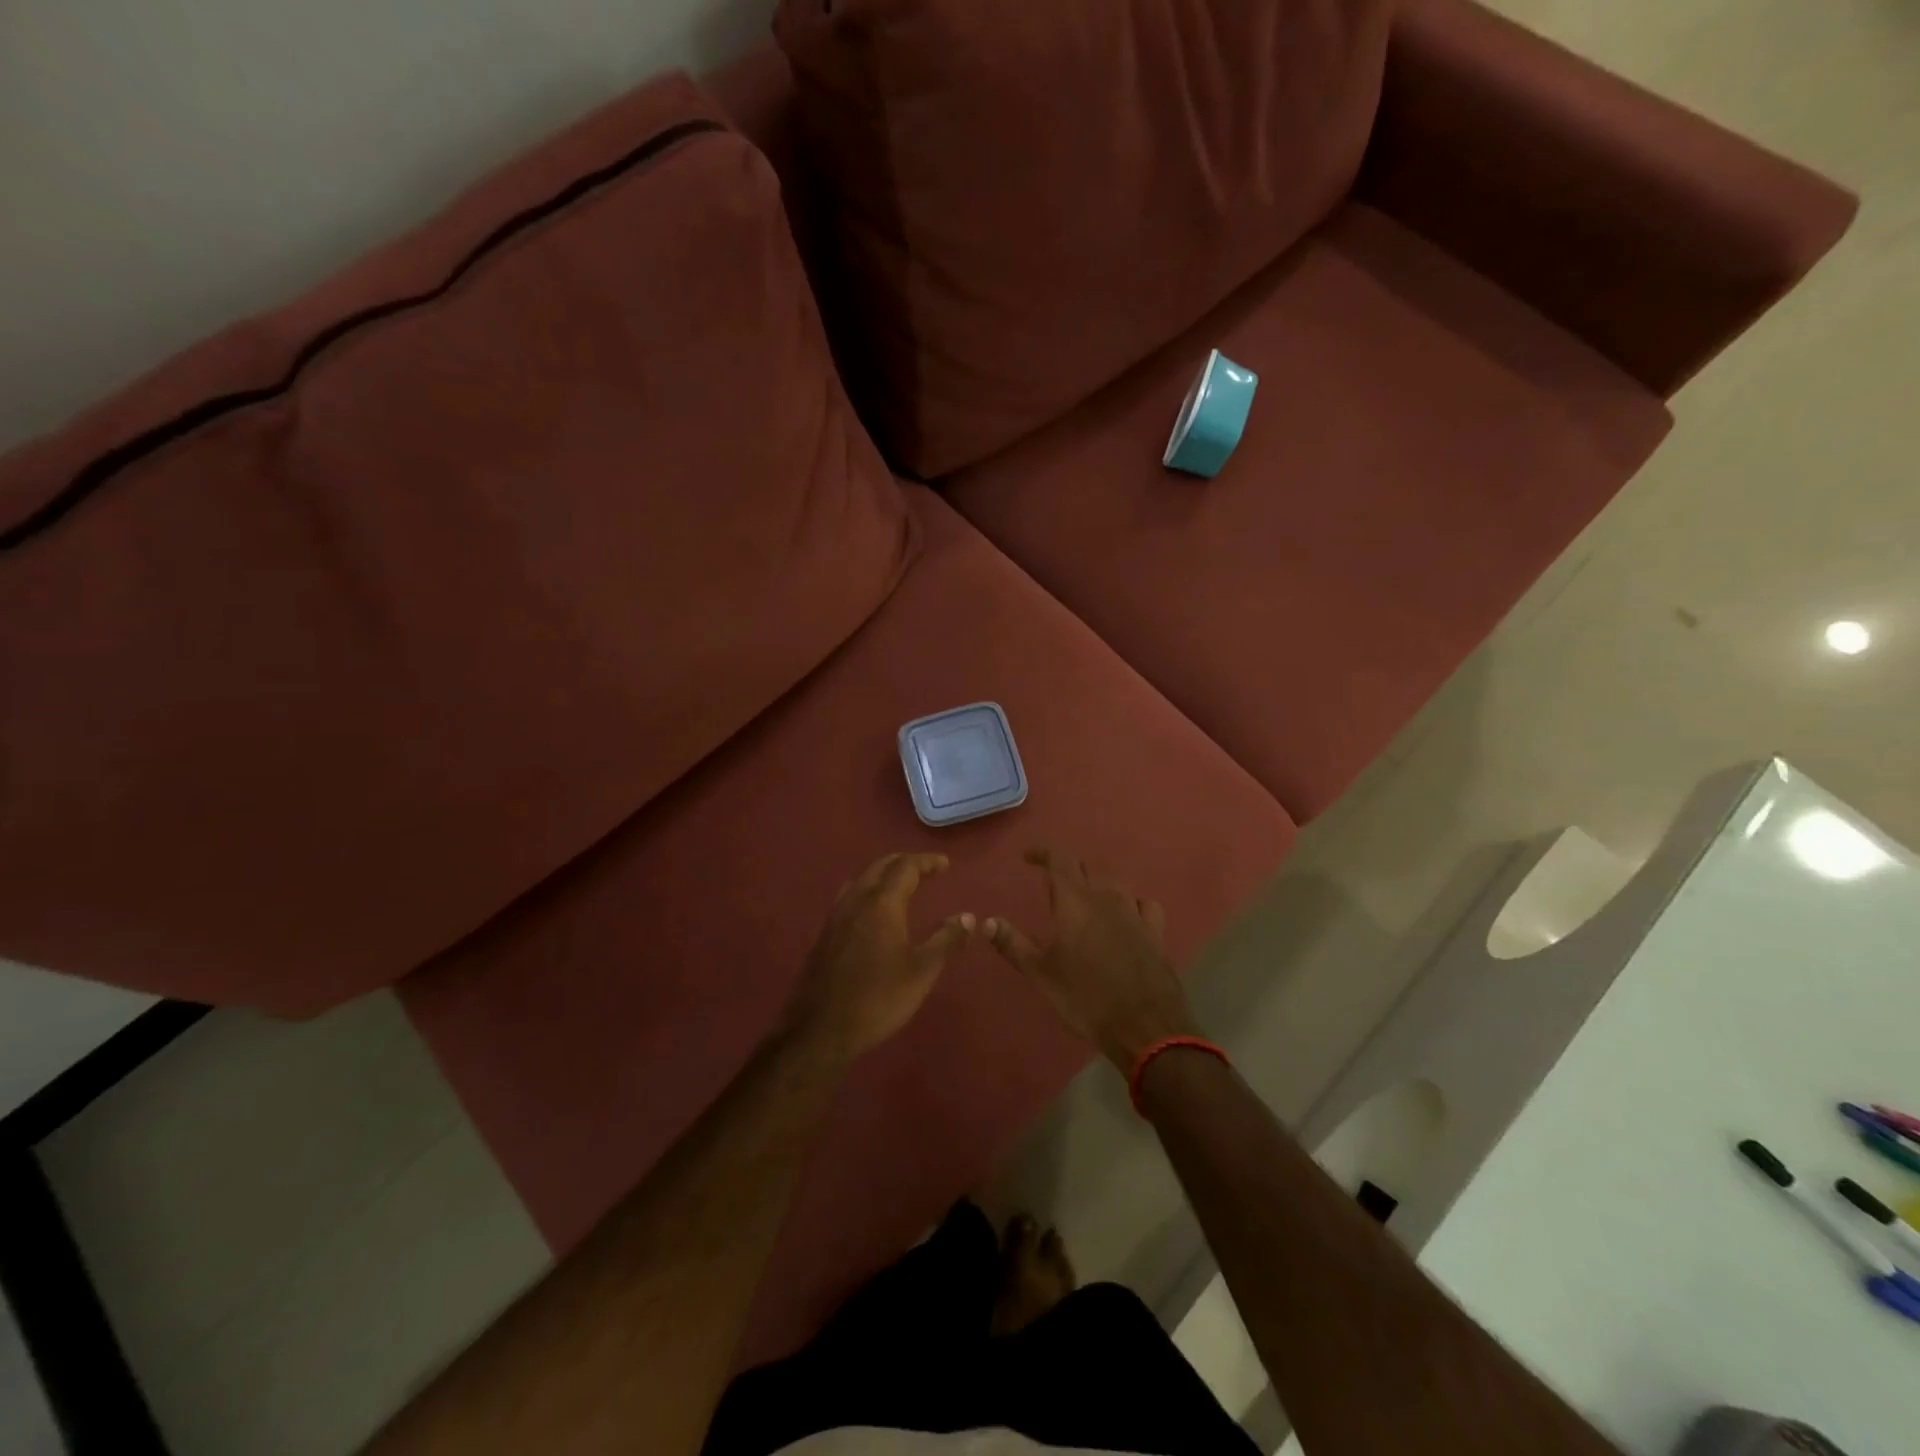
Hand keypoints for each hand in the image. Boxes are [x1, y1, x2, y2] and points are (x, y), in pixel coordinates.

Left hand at [785, 853, 974, 1060]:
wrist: (821, 1028)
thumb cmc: (878, 998)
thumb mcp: (922, 971)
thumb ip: (946, 940)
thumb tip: (968, 917)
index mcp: (882, 903)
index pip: (905, 867)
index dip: (927, 861)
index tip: (945, 864)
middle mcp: (857, 901)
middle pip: (880, 867)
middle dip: (904, 863)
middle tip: (925, 869)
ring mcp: (836, 916)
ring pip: (861, 880)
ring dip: (883, 874)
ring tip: (901, 885)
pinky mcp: (825, 934)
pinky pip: (850, 897)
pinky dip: (868, 891)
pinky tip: (873, 912)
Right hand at [983, 848, 1200, 1070]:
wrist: (1144, 1026)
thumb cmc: (1085, 998)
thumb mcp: (1041, 974)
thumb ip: (1013, 944)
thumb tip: (986, 921)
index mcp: (1075, 901)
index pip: (1060, 860)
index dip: (1043, 853)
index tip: (1028, 857)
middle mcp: (1107, 898)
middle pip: (1087, 869)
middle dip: (1068, 871)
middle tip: (1052, 886)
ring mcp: (1135, 913)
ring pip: (1115, 885)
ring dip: (1097, 887)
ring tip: (1086, 901)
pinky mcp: (1156, 932)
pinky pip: (1143, 905)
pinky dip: (1130, 904)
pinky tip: (1127, 917)